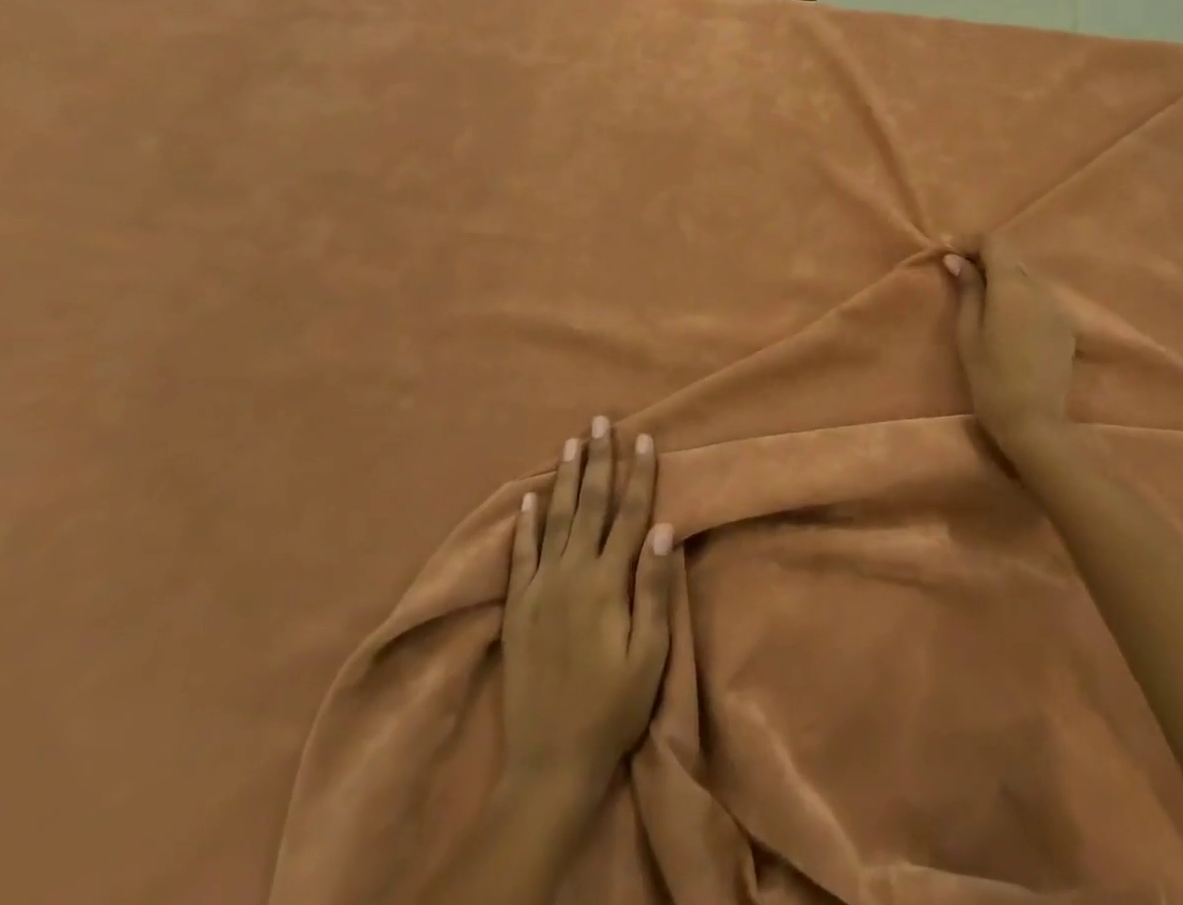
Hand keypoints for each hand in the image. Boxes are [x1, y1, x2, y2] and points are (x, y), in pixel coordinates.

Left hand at [501, 416, 673, 799]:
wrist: (549, 761)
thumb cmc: (612, 707)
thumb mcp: (649, 654)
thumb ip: (655, 589)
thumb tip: (665, 529)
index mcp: (607, 582)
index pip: (629, 515)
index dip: (639, 475)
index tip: (644, 438)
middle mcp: (572, 574)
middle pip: (590, 505)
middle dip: (599, 460)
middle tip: (601, 420)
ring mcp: (540, 588)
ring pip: (555, 518)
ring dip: (565, 477)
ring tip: (572, 442)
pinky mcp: (517, 607)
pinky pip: (520, 553)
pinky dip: (524, 522)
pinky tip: (527, 496)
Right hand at [944, 235, 1077, 454]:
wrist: (1033, 420)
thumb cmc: (990, 377)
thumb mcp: (968, 332)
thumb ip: (967, 290)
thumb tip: (956, 259)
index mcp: (1013, 286)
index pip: (995, 242)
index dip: (971, 241)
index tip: (948, 251)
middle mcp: (1040, 288)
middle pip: (1012, 258)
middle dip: (985, 258)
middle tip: (959, 271)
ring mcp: (1058, 307)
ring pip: (1027, 277)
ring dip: (1003, 277)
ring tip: (980, 295)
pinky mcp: (1065, 326)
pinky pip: (1039, 298)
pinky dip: (1019, 296)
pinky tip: (1005, 317)